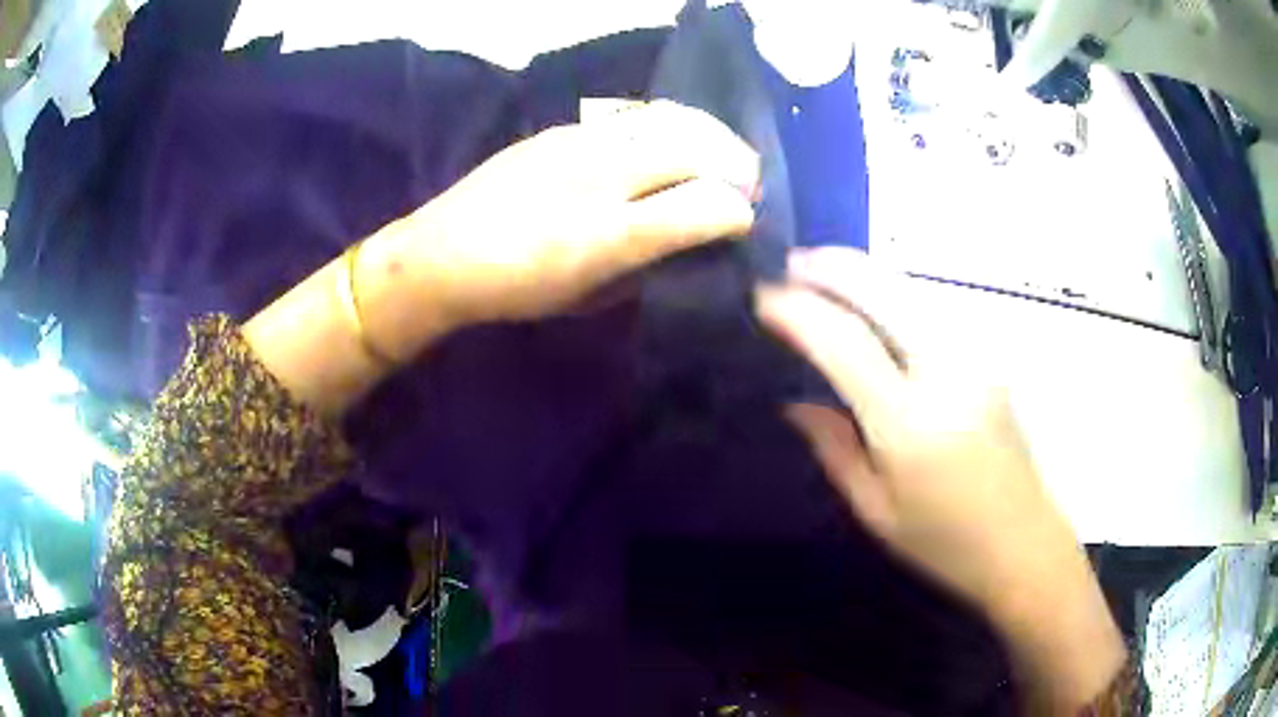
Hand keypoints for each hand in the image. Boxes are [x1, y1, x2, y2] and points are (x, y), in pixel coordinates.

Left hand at [383, 100, 758, 330]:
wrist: (438, 255)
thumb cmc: (513, 290)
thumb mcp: (586, 300)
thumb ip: (643, 271)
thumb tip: (683, 247)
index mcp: (608, 236)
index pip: (702, 207)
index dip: (738, 212)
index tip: (747, 220)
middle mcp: (601, 177)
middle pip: (693, 150)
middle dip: (735, 164)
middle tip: (749, 180)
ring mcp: (579, 143)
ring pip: (666, 121)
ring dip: (706, 135)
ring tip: (721, 150)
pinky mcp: (560, 129)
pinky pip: (631, 117)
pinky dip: (667, 126)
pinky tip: (669, 140)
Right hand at [756, 247, 1123, 708]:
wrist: (1023, 544)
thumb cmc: (945, 543)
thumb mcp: (876, 510)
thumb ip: (833, 447)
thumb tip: (794, 401)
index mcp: (910, 423)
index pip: (844, 342)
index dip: (797, 311)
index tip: (762, 297)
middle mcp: (948, 372)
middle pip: (884, 291)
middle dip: (832, 266)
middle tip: (790, 263)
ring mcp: (976, 357)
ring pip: (912, 290)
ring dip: (864, 273)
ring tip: (823, 272)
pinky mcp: (990, 357)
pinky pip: (933, 307)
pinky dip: (893, 292)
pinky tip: (874, 301)